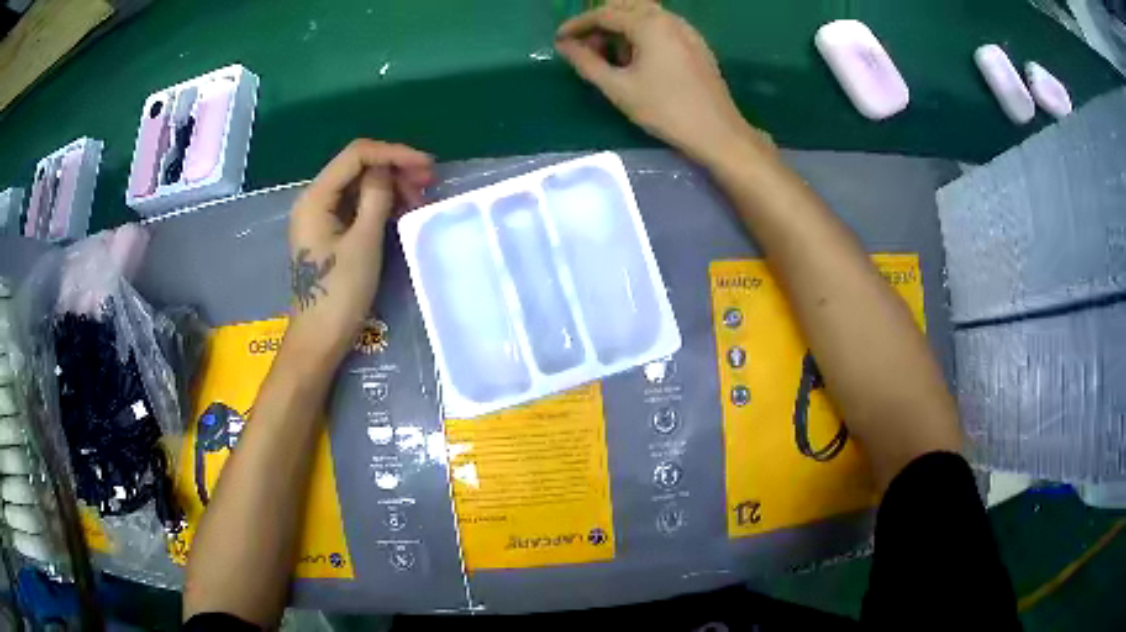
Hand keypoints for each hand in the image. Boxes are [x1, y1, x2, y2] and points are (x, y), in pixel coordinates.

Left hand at [286, 140, 433, 362]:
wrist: (318, 340)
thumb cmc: (339, 293)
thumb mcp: (364, 242)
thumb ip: (376, 197)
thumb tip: (387, 169)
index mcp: (315, 198)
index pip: (356, 155)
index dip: (393, 153)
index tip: (426, 165)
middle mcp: (314, 199)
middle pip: (357, 167)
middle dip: (393, 169)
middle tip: (427, 184)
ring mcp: (320, 216)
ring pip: (358, 186)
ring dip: (389, 187)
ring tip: (418, 201)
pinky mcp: (327, 232)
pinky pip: (355, 206)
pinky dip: (379, 204)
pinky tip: (401, 212)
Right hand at [555, 0, 767, 165]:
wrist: (717, 132)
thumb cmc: (665, 110)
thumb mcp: (618, 88)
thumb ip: (587, 63)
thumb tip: (565, 46)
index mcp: (649, 24)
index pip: (604, 13)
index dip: (577, 24)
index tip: (559, 40)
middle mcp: (669, 18)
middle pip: (624, 7)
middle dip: (599, 22)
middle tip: (583, 46)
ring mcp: (686, 29)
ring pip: (644, 15)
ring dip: (621, 27)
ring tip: (608, 55)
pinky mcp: (696, 43)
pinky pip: (661, 26)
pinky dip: (641, 33)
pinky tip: (636, 58)